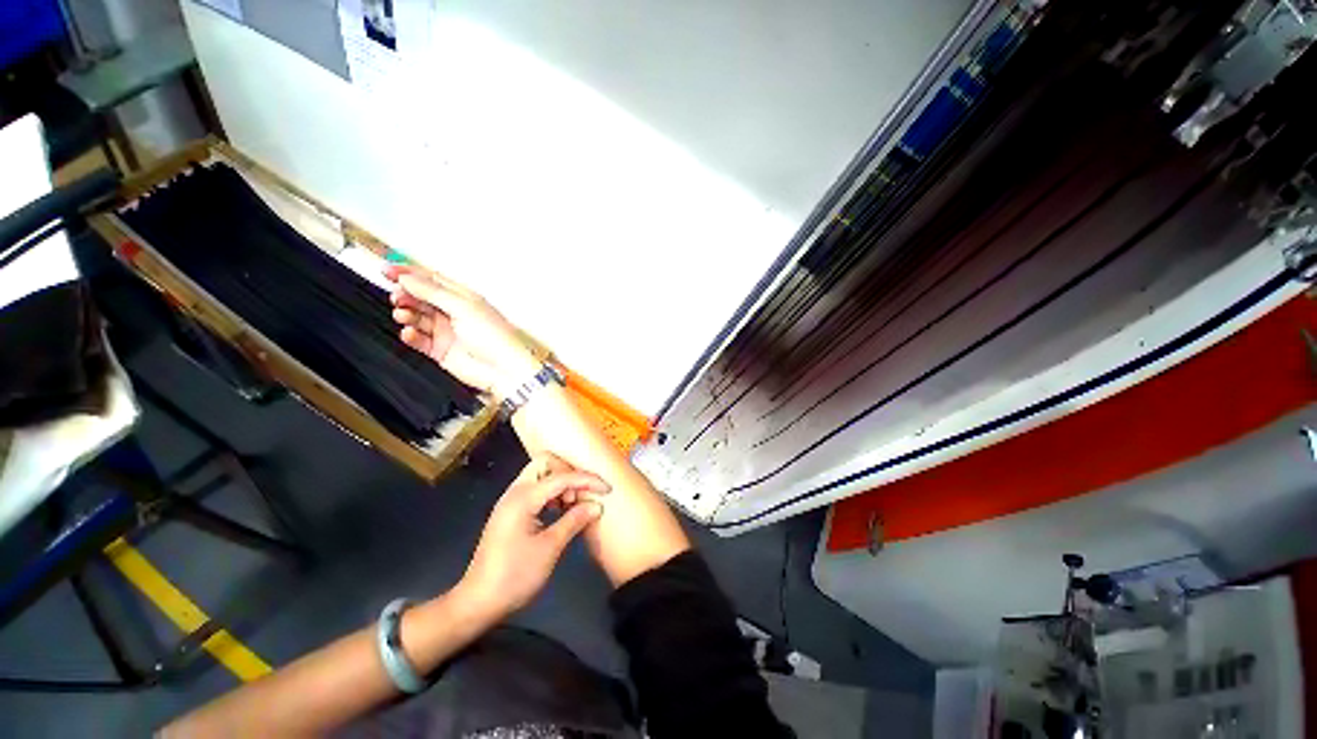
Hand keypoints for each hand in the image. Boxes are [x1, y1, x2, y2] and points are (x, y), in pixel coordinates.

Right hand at [385, 264, 539, 396]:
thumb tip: (409, 278)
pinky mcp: (442, 350)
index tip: (387, 270)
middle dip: (406, 294)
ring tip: (403, 314)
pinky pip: (419, 340)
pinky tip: (409, 333)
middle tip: (396, 296)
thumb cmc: (496, 337)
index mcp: (465, 298)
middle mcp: (455, 313)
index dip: (410, 274)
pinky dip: (411, 335)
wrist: (503, 369)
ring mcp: (448, 332)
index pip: (433, 281)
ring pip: (418, 318)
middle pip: (422, 298)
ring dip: (407, 314)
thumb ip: (433, 292)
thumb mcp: (463, 307)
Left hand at [455, 454, 608, 620]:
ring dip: (560, 484)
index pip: (562, 477)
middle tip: (580, 496)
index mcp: (523, 498)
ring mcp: (510, 501)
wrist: (478, 602)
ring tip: (573, 506)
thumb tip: (597, 506)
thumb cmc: (514, 576)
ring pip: (540, 475)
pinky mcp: (510, 512)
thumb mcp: (549, 548)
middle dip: (568, 473)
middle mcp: (515, 493)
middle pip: (546, 463)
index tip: (607, 490)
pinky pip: (535, 490)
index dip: (587, 481)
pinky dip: (551, 494)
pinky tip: (560, 512)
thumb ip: (574, 521)